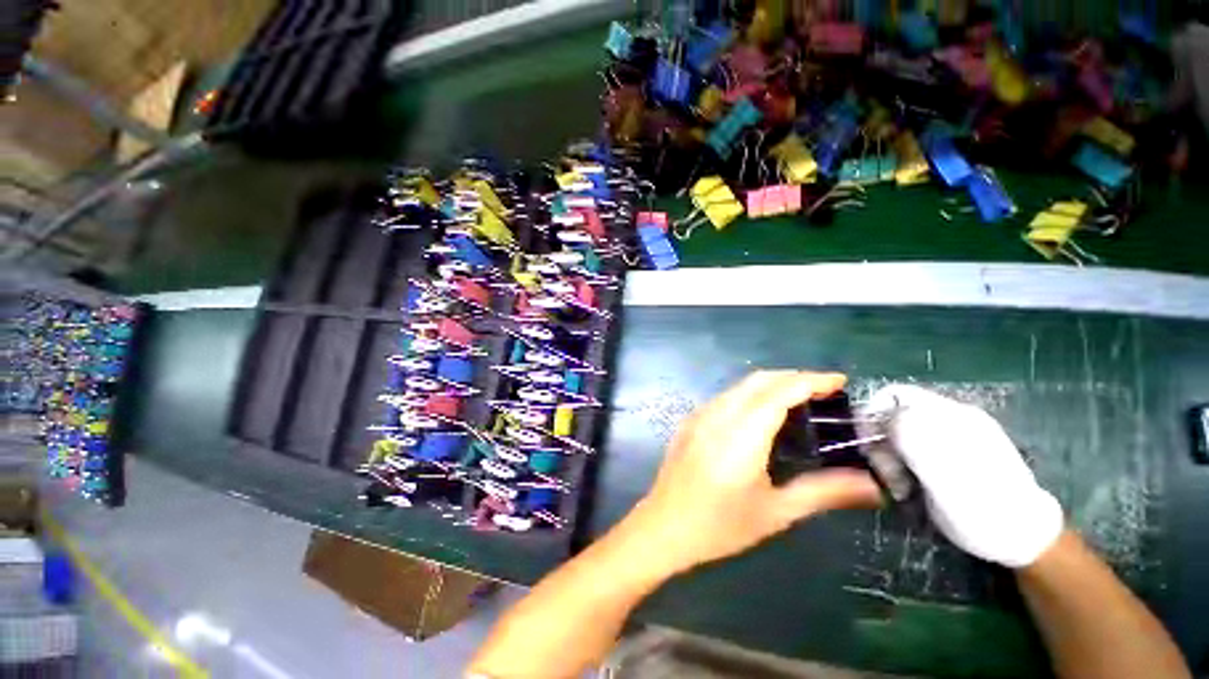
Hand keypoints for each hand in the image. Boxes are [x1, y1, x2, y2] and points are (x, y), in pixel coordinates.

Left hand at [627, 371, 881, 575]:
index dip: (809, 380)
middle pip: (758, 381)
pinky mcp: (690, 421)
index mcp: (741, 434)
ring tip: (798, 399)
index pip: (778, 392)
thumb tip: (871, 485)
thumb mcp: (775, 512)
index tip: (838, 381)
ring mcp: (700, 415)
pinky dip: (749, 394)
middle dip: (793, 377)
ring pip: (739, 386)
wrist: (664, 526)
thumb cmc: (720, 525)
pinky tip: (760, 414)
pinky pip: (725, 396)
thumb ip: (823, 492)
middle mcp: (718, 415)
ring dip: (770, 384)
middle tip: (823, 390)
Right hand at [868, 384, 1063, 567]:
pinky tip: (911, 484)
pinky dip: (902, 463)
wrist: (1021, 537)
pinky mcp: (949, 452)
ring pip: (899, 431)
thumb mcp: (941, 471)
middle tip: (887, 475)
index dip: (871, 415)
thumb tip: (880, 415)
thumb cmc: (981, 509)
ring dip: (890, 457)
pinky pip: (911, 446)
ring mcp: (952, 434)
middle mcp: (949, 418)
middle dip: (881, 442)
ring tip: (900, 485)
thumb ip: (910, 436)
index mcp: (948, 416)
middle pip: (893, 413)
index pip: (891, 395)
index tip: (866, 446)